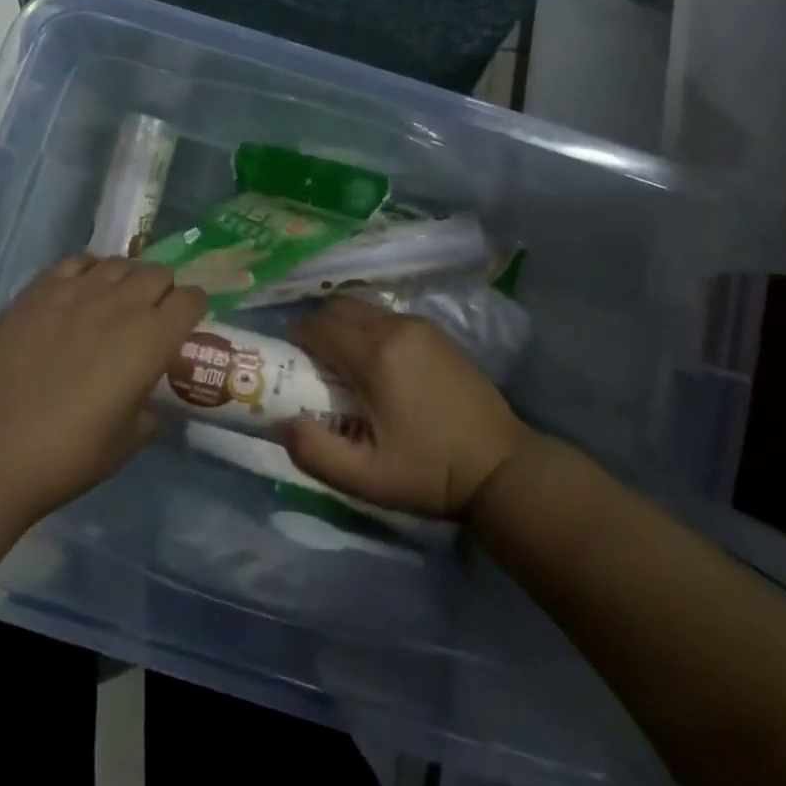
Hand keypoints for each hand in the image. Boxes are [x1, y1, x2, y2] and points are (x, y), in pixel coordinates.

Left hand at [0, 254, 207, 520]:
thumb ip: (148, 414)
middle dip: (163, 290)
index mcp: (152, 339)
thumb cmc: (68, 455)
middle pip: (158, 273)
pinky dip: (88, 270)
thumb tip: (149, 405)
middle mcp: (121, 304)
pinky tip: (80, 291)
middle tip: (151, 314)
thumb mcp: (126, 443)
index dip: (194, 308)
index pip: (191, 298)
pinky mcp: (39, 290)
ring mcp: (77, 291)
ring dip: (127, 278)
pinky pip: (76, 262)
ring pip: (118, 263)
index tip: (187, 323)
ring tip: (115, 300)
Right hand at [285, 298, 524, 519]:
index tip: (290, 365)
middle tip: (312, 364)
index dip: (296, 340)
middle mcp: (395, 327)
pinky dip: (367, 329)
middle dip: (317, 327)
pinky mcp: (437, 332)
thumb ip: (316, 452)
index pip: (318, 325)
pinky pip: (386, 316)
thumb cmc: (430, 473)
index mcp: (375, 355)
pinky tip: (375, 366)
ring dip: (343, 327)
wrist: (502, 467)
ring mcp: (420, 325)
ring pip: (363, 308)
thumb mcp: (366, 478)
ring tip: (342, 366)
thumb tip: (283, 422)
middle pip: (338, 307)